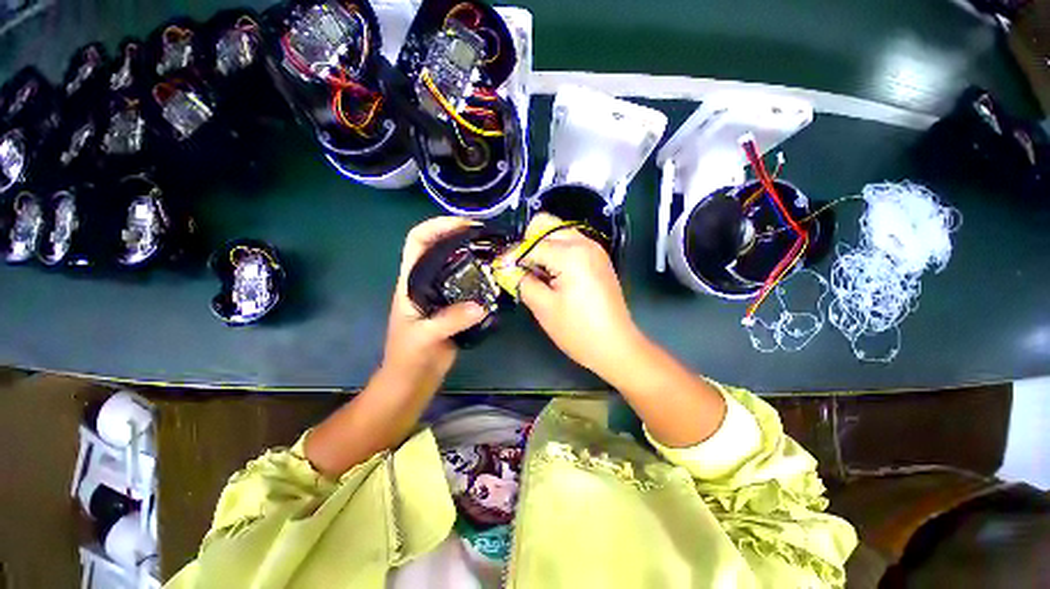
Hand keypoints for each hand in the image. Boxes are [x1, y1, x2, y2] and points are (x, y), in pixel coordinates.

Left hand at [384, 217, 487, 389]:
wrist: (413, 380)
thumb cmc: (408, 357)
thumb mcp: (425, 337)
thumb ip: (450, 320)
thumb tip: (481, 306)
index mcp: (410, 281)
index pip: (417, 241)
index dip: (437, 226)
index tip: (464, 225)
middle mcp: (426, 282)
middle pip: (441, 248)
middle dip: (462, 236)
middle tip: (489, 237)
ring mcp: (442, 294)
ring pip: (457, 266)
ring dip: (475, 256)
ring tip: (497, 254)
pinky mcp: (455, 307)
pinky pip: (470, 286)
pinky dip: (482, 279)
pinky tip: (497, 280)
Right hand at [517, 214, 642, 377]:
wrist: (616, 346)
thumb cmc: (577, 330)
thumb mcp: (543, 307)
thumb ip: (521, 281)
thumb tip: (506, 268)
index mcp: (570, 254)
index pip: (531, 245)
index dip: (513, 257)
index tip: (501, 269)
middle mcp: (584, 243)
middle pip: (546, 225)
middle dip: (528, 243)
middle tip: (522, 269)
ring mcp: (594, 249)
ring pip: (559, 232)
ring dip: (543, 246)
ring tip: (537, 273)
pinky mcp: (598, 258)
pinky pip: (571, 243)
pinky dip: (557, 252)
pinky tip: (554, 274)